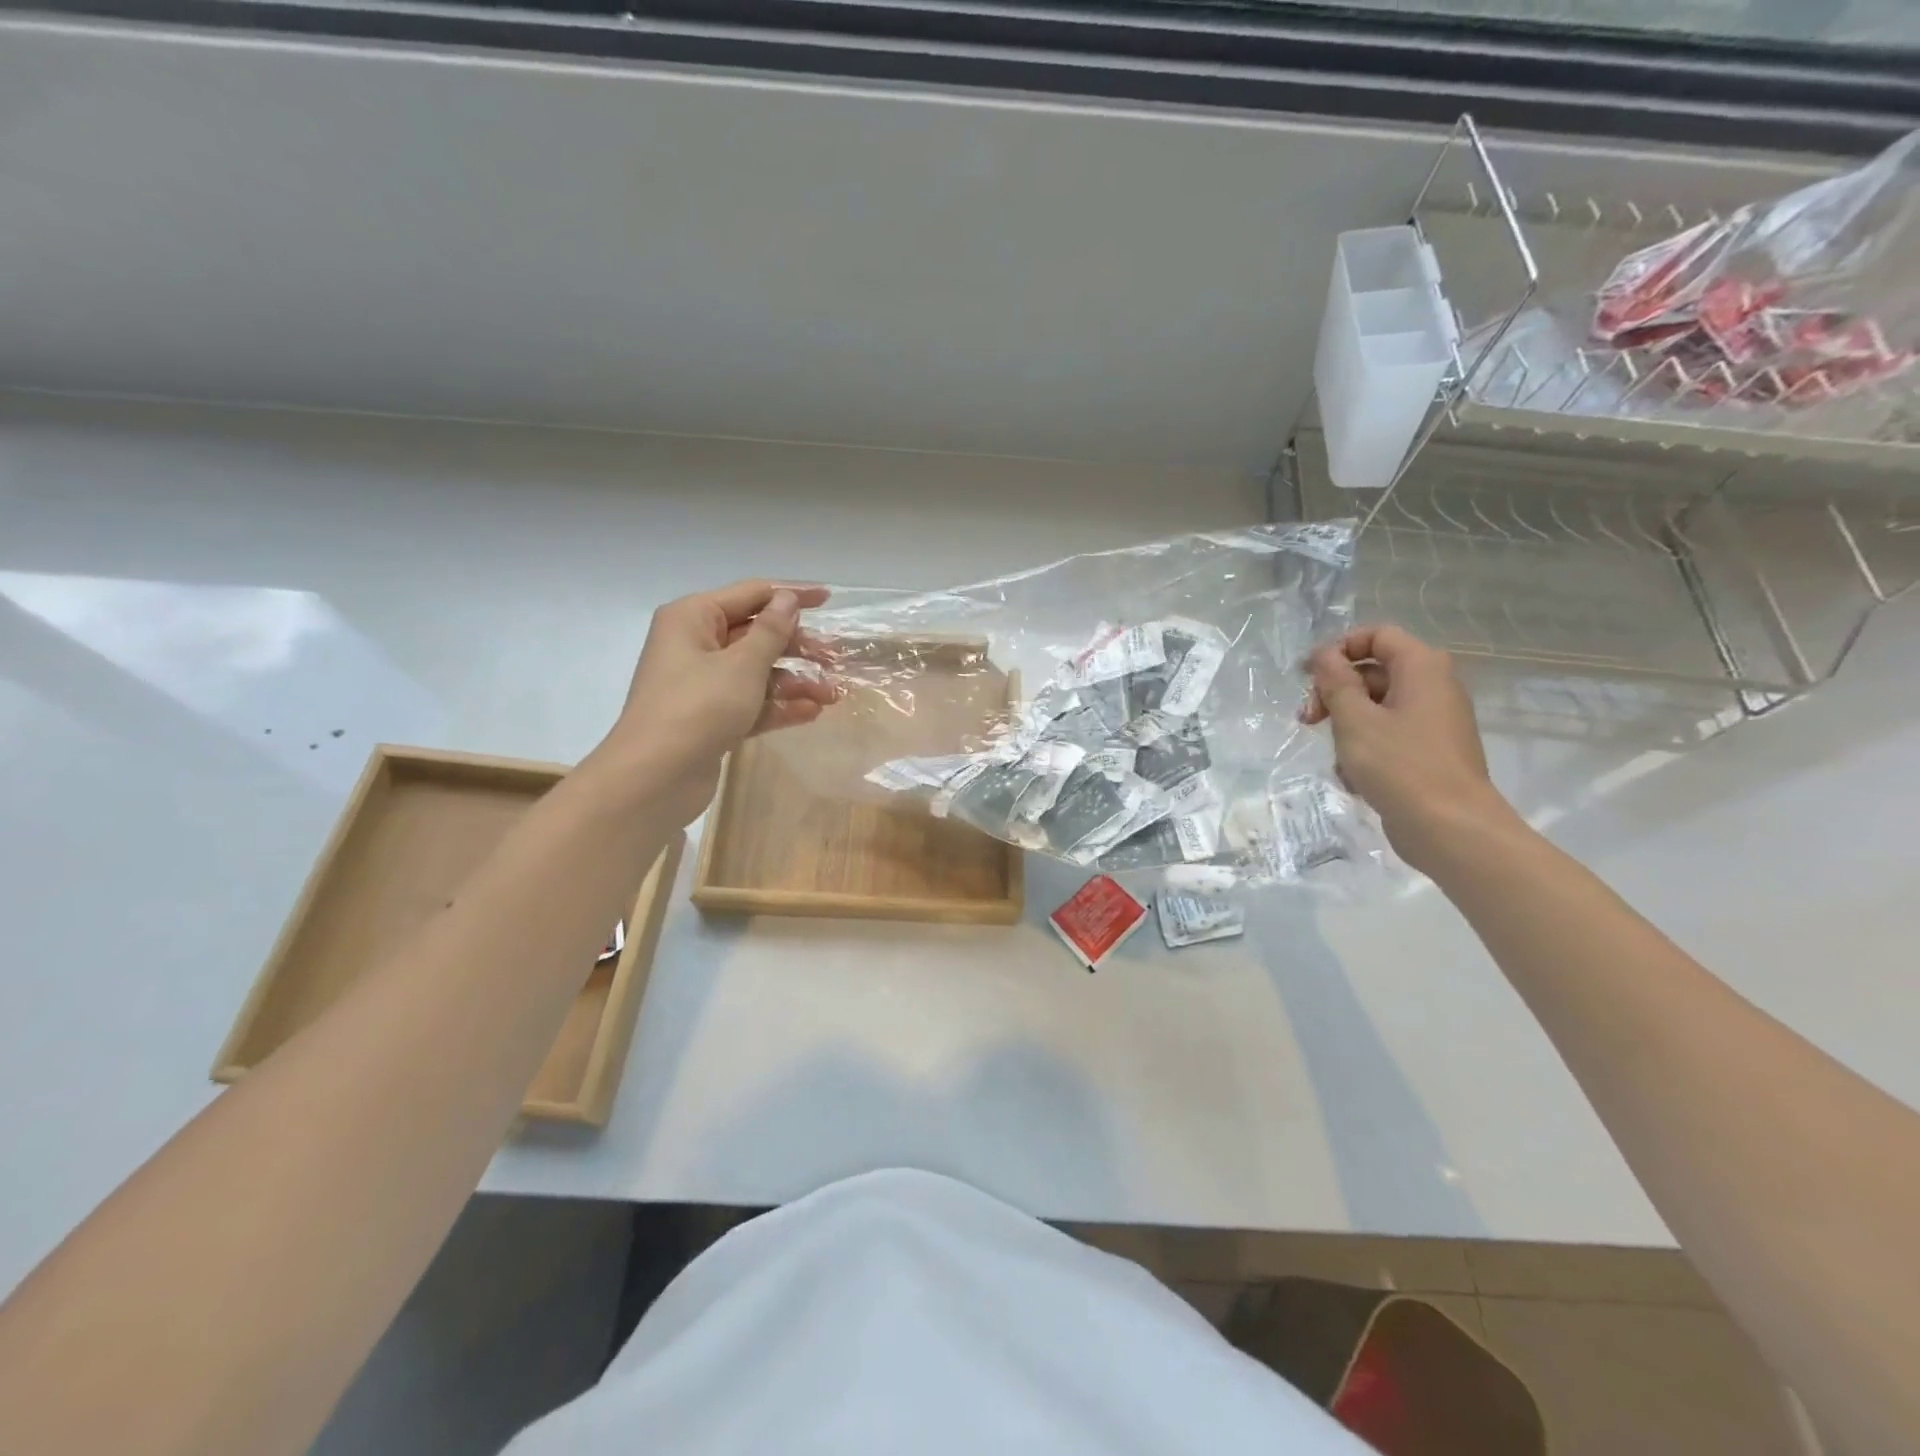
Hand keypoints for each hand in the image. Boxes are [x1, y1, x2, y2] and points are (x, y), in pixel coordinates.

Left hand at [597, 580, 837, 825]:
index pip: (751, 595)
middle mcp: (695, 644)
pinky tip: (811, 713)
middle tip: (835, 659)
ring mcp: (702, 683)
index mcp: (694, 617)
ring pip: (757, 672)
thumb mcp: (742, 665)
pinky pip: (751, 702)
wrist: (656, 777)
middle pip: (756, 635)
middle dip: (798, 647)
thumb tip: (786, 599)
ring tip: (832, 695)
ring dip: (795, 681)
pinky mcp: (711, 717)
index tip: (830, 599)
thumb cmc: (698, 707)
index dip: (791, 595)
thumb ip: (771, 631)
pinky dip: (778, 705)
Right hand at [1301, 625, 1513, 872]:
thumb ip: (1335, 682)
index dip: (1339, 648)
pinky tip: (1353, 777)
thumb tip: (1323, 655)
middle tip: (1308, 720)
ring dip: (1346, 726)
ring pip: (1375, 707)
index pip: (1376, 635)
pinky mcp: (1428, 751)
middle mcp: (1433, 687)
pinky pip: (1388, 735)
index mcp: (1421, 668)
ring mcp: (1433, 721)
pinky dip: (1365, 749)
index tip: (1308, 676)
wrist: (1451, 828)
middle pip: (1372, 672)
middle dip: (1335, 693)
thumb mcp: (1355, 720)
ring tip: (1335, 757)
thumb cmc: (1400, 766)